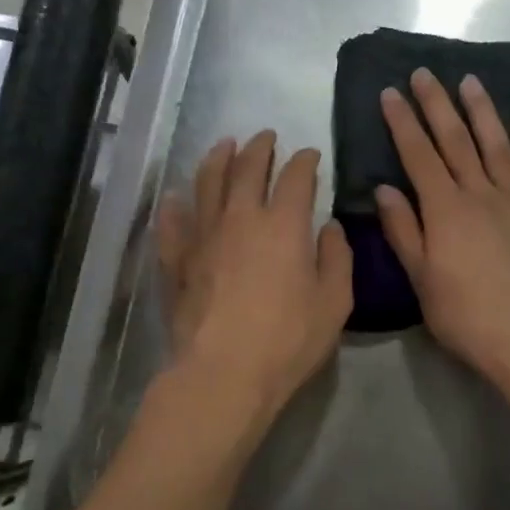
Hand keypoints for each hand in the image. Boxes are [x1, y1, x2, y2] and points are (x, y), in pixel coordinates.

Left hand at [156, 130, 352, 423]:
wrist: (223, 372)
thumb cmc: (288, 340)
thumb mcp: (334, 303)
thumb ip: (337, 259)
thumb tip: (330, 228)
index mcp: (283, 225)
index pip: (295, 177)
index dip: (305, 161)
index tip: (310, 154)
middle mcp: (240, 218)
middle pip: (246, 168)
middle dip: (259, 147)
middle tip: (265, 136)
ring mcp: (203, 237)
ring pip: (206, 184)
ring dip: (217, 159)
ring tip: (224, 145)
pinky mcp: (177, 261)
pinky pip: (172, 223)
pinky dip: (174, 206)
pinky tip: (174, 197)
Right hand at [377, 69, 509, 390]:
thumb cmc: (464, 314)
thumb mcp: (421, 277)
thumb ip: (403, 230)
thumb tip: (385, 188)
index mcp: (445, 209)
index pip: (419, 155)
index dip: (403, 122)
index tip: (391, 92)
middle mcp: (480, 195)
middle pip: (456, 141)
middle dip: (438, 105)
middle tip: (425, 73)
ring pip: (497, 148)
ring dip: (483, 113)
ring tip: (471, 82)